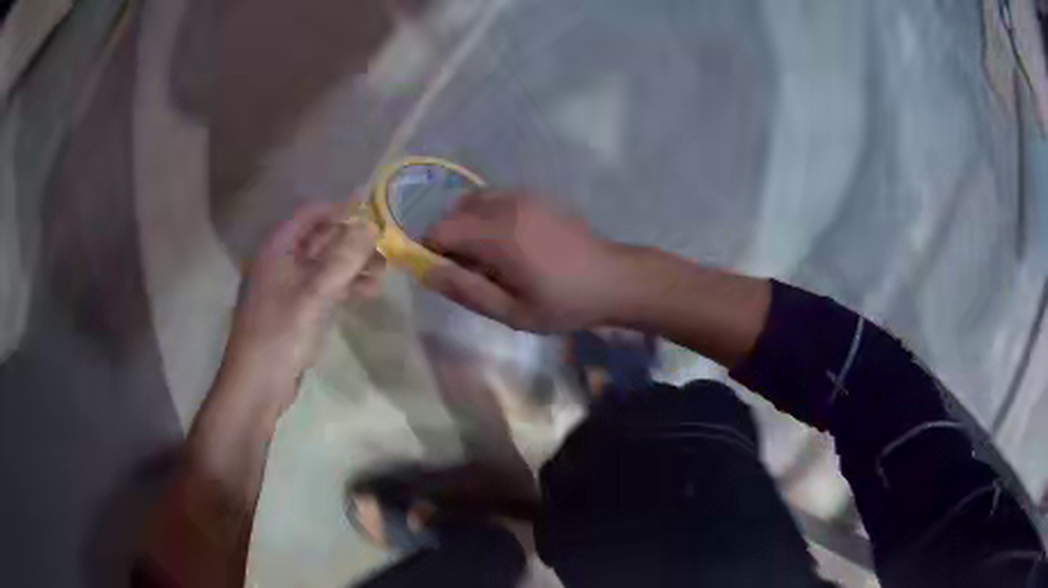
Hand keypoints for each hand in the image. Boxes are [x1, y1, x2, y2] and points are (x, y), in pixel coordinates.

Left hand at [223, 202, 382, 409]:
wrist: (257, 385)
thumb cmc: (280, 335)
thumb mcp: (314, 295)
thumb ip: (343, 260)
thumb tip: (372, 225)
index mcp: (277, 249)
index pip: (310, 214)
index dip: (341, 209)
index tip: (373, 212)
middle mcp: (281, 262)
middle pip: (320, 239)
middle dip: (352, 241)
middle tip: (385, 247)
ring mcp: (289, 287)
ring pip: (325, 265)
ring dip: (352, 266)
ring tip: (384, 273)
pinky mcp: (296, 310)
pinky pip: (324, 288)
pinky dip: (345, 287)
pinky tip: (368, 293)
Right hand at [423, 192, 619, 331]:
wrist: (612, 279)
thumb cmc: (563, 303)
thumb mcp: (512, 312)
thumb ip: (466, 290)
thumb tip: (426, 272)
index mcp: (500, 235)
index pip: (441, 229)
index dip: (431, 250)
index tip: (446, 273)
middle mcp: (508, 205)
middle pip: (455, 211)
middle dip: (451, 238)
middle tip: (473, 269)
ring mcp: (524, 195)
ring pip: (474, 201)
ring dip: (469, 225)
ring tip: (492, 256)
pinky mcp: (536, 194)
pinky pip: (496, 198)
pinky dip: (488, 216)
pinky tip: (512, 243)